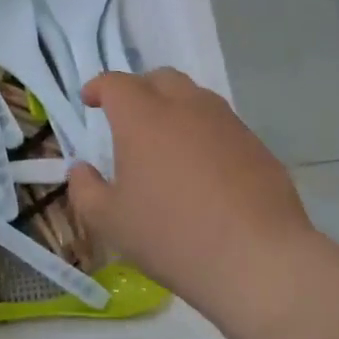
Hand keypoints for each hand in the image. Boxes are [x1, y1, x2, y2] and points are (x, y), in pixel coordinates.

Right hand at [67, 70, 321, 311]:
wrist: (255, 259)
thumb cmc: (170, 236)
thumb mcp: (109, 221)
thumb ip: (85, 189)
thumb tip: (81, 169)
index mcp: (143, 119)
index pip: (116, 84)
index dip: (98, 87)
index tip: (89, 101)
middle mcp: (186, 108)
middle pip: (160, 79)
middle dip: (138, 89)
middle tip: (126, 117)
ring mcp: (227, 124)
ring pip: (195, 98)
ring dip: (174, 108)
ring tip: (165, 141)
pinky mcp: (257, 145)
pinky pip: (222, 125)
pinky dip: (203, 133)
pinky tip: (201, 169)